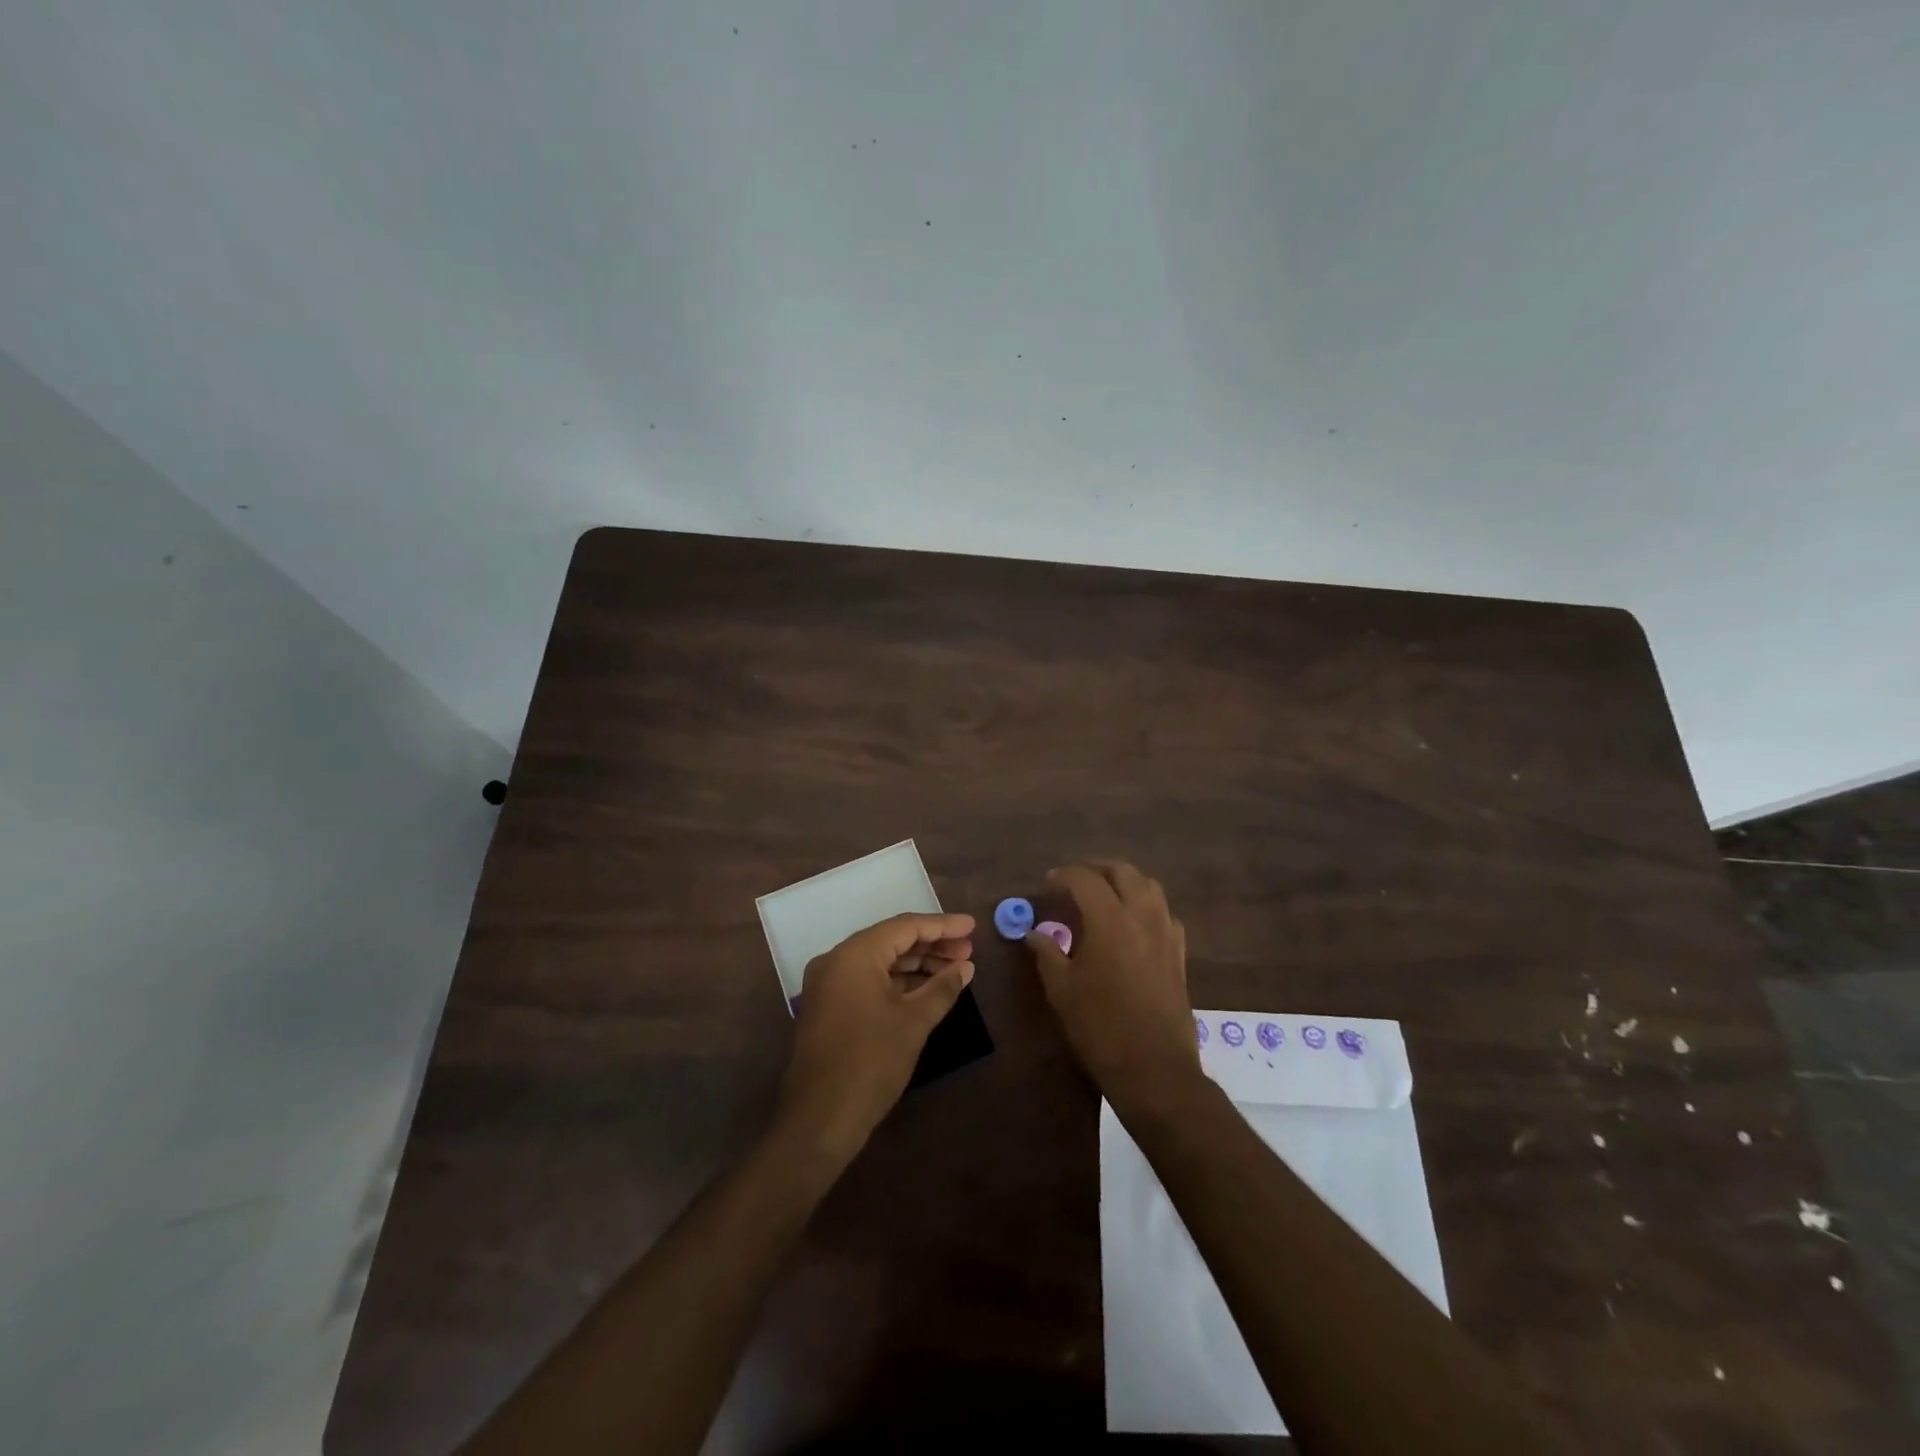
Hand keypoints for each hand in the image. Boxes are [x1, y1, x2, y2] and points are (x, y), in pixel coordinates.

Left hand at [778, 912, 975, 1159]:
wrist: (821, 1119)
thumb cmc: (871, 1062)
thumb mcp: (914, 1022)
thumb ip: (942, 987)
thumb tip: (965, 967)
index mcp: (854, 955)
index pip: (905, 927)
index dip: (942, 926)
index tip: (972, 926)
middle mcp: (837, 960)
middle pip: (891, 941)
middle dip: (931, 945)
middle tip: (968, 950)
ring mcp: (829, 984)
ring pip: (880, 962)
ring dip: (917, 964)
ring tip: (955, 970)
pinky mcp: (829, 1007)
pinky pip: (868, 980)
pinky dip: (898, 982)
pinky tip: (926, 990)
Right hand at [1025, 863, 1200, 1112]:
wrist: (1154, 1068)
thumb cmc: (1100, 1027)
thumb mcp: (1062, 990)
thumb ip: (1047, 953)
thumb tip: (1033, 933)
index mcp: (1110, 920)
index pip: (1085, 879)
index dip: (1063, 876)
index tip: (1047, 883)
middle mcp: (1142, 916)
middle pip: (1122, 871)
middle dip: (1095, 869)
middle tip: (1074, 882)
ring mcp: (1166, 933)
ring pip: (1149, 886)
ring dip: (1124, 881)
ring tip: (1103, 895)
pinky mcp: (1179, 952)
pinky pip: (1164, 912)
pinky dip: (1145, 905)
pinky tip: (1131, 923)